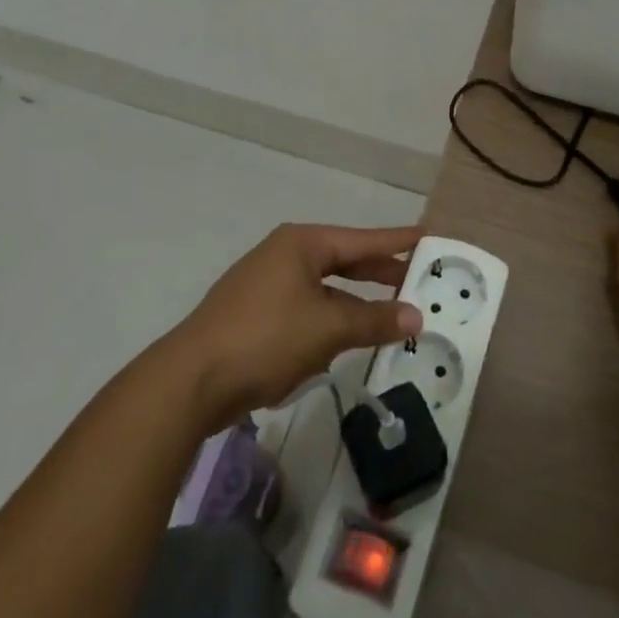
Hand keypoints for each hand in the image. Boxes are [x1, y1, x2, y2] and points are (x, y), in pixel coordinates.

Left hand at [168, 223, 424, 431]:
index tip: (428, 236)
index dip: (397, 241)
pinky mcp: (256, 316)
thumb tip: (417, 316)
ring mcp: (267, 286)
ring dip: (354, 304)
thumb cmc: (265, 338)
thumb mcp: (328, 328)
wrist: (190, 381)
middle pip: (344, 261)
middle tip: (417, 280)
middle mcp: (284, 256)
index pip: (362, 239)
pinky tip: (342, 343)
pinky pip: (306, 311)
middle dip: (379, 274)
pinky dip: (328, 322)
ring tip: (388, 316)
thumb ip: (374, 320)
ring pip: (325, 289)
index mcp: (302, 244)